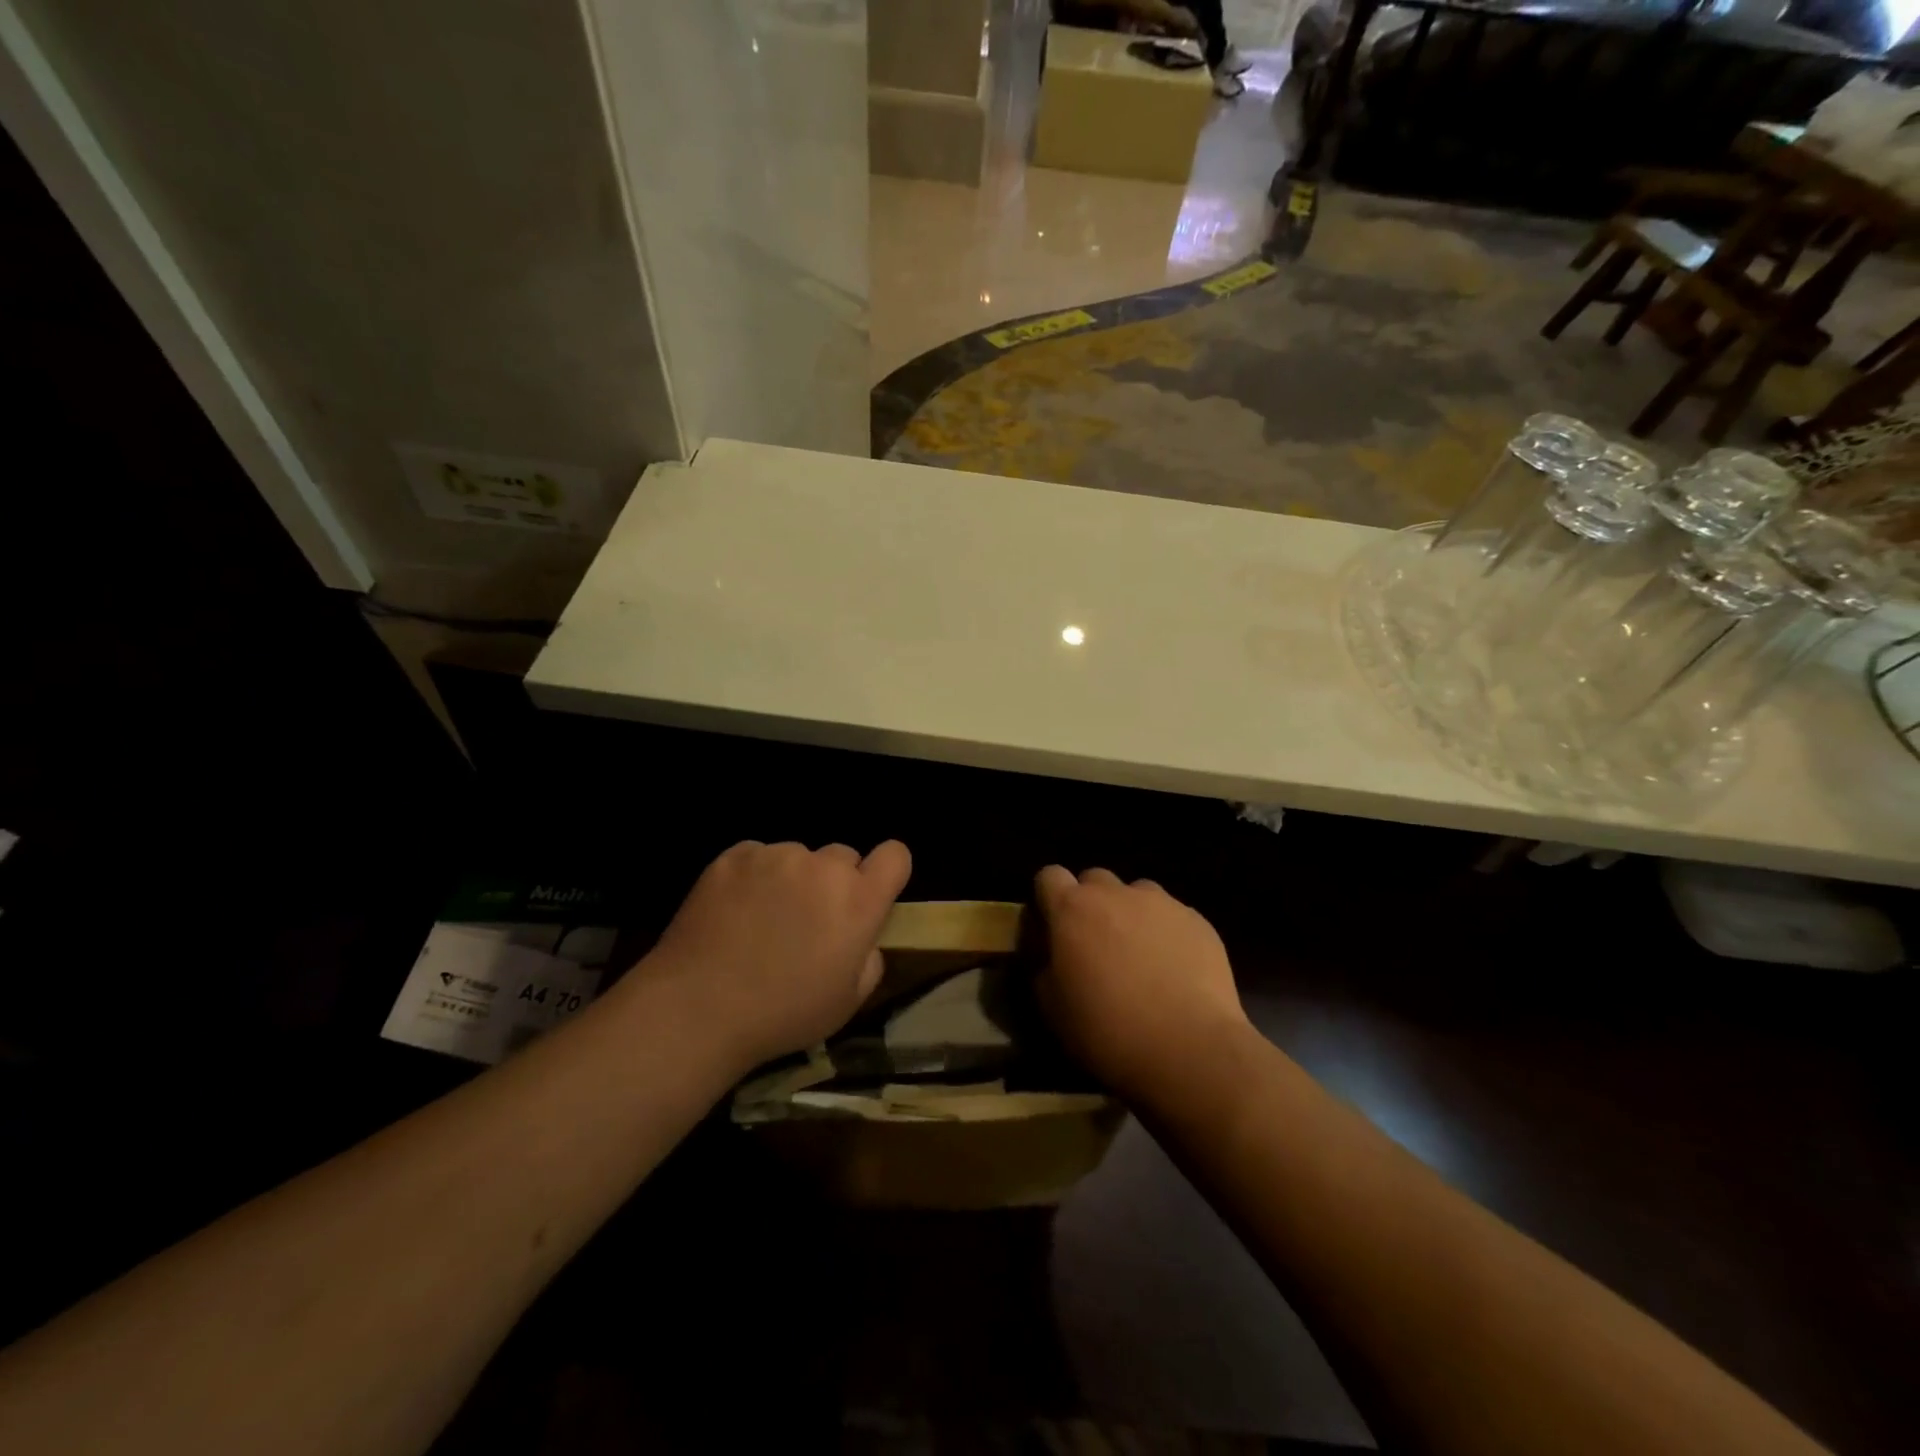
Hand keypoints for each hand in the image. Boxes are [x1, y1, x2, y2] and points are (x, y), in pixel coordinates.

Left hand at [640, 840, 911, 1071]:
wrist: (698, 1007)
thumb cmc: (782, 1014)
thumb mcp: (848, 1002)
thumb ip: (869, 959)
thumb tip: (861, 938)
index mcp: (859, 901)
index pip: (896, 855)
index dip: (887, 871)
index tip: (871, 894)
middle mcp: (823, 867)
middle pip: (843, 856)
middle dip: (834, 882)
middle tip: (808, 921)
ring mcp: (776, 856)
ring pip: (798, 857)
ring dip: (791, 880)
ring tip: (762, 920)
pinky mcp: (734, 856)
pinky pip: (758, 857)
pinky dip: (754, 877)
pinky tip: (734, 912)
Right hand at [1034, 866, 1251, 1099]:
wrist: (1189, 1049)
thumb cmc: (1108, 1030)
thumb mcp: (1052, 1008)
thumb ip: (1044, 968)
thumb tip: (1051, 956)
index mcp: (1072, 909)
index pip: (1049, 876)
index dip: (1048, 897)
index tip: (1052, 925)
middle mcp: (1115, 894)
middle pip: (1094, 880)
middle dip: (1090, 903)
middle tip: (1095, 943)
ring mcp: (1161, 903)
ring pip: (1137, 893)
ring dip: (1130, 913)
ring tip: (1139, 954)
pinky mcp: (1197, 921)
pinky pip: (1172, 915)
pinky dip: (1166, 932)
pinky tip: (1175, 969)